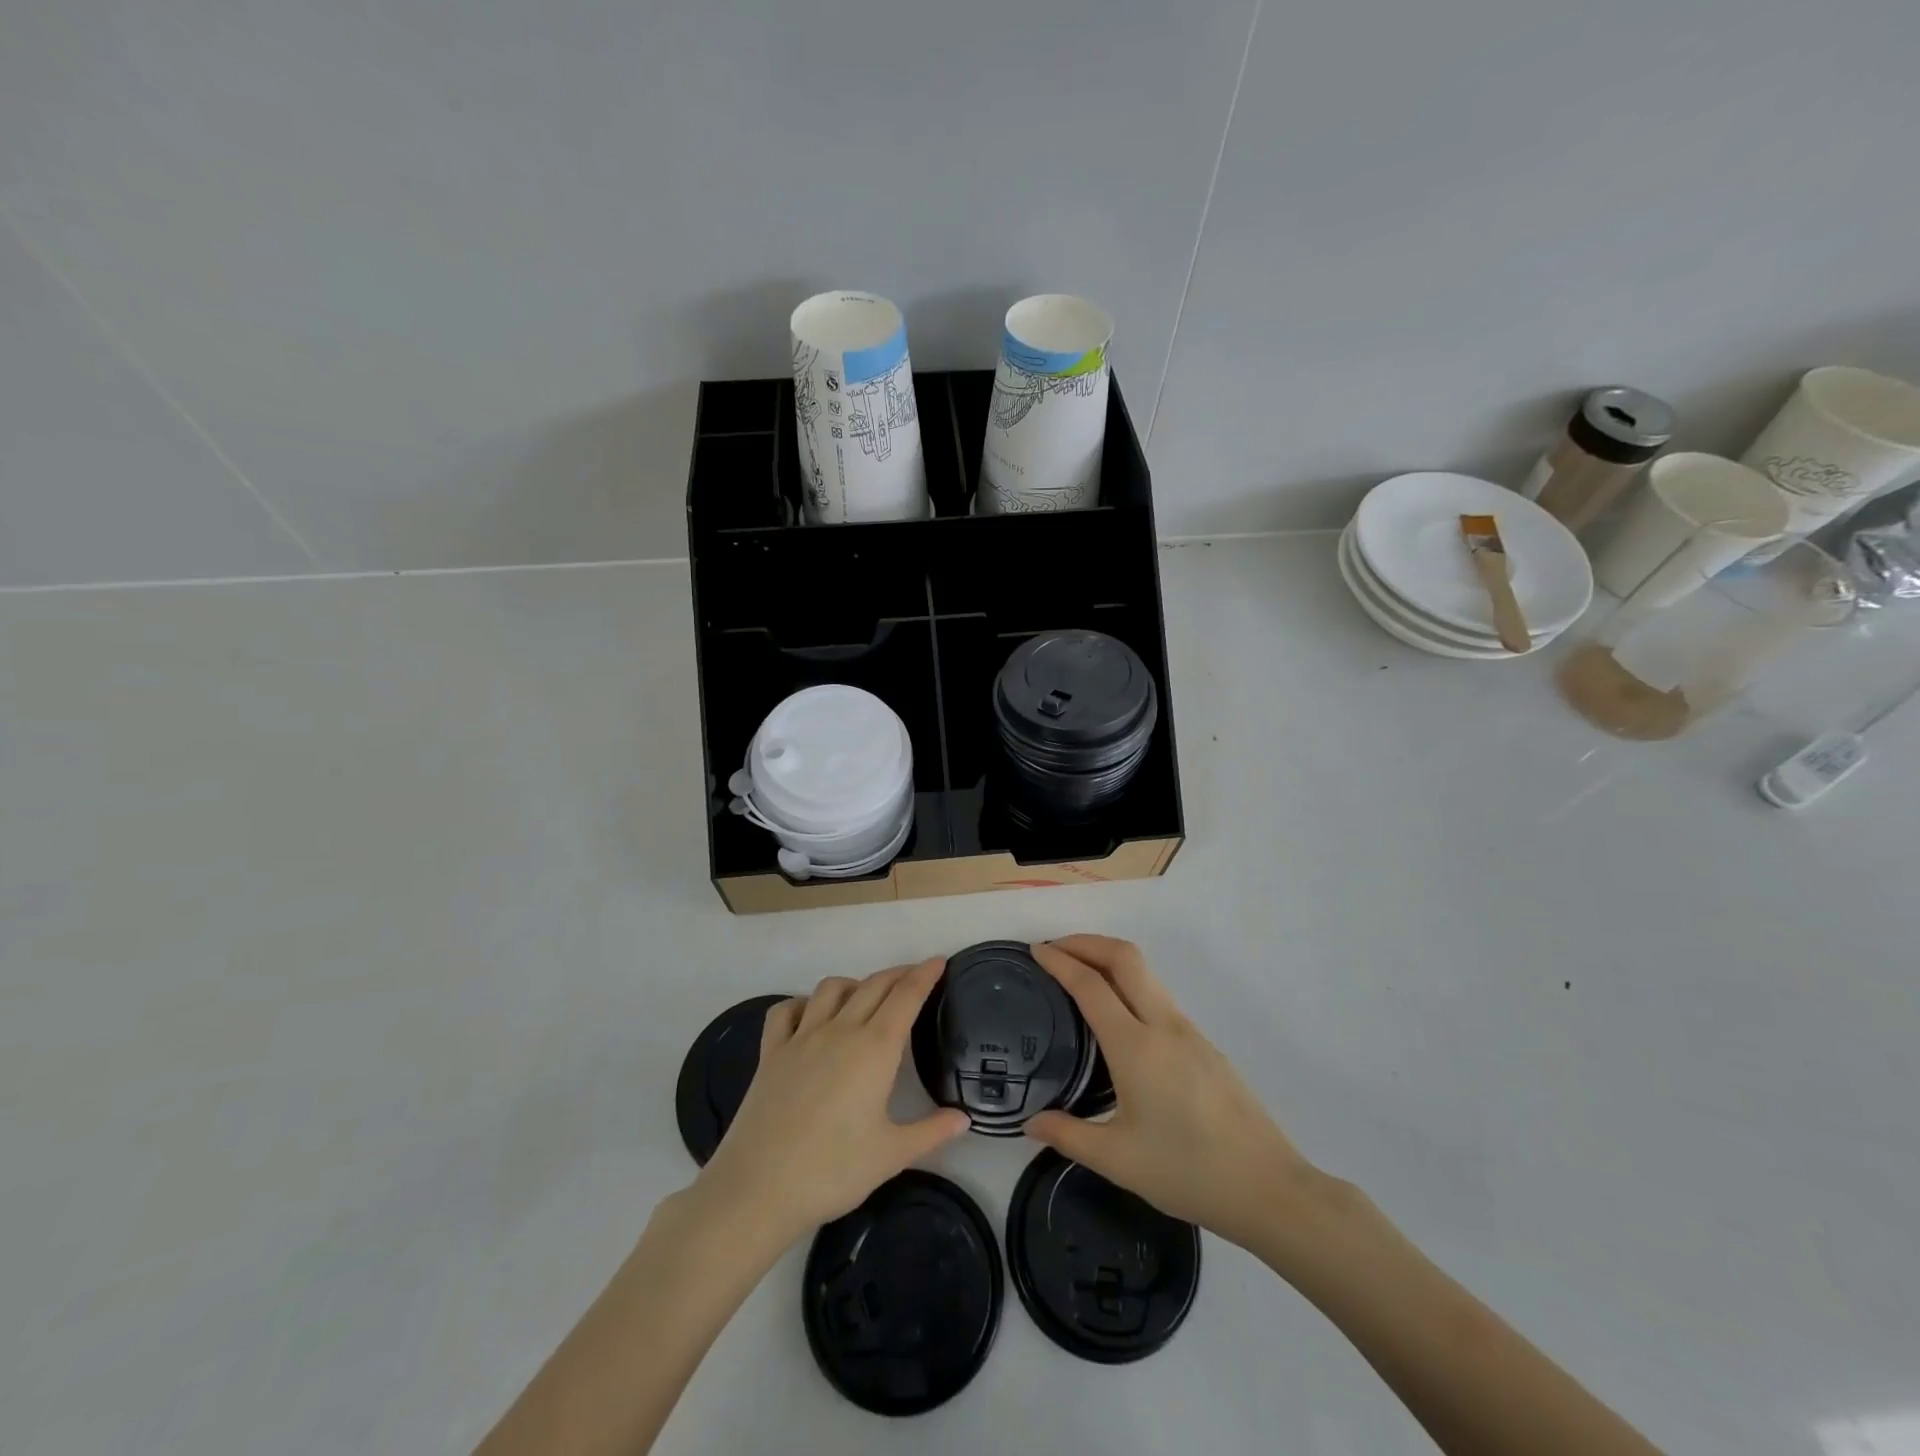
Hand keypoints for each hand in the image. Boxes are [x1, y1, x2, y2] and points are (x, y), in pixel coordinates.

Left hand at [693, 958, 968, 1247]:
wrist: (758, 1188)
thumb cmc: (832, 1171)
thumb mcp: (891, 1156)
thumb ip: (931, 1132)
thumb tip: (964, 1119)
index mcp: (875, 1049)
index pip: (905, 997)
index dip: (924, 975)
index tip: (938, 961)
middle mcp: (840, 1031)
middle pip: (873, 985)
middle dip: (898, 974)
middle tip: (915, 975)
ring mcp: (801, 1038)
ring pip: (831, 988)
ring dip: (854, 983)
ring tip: (866, 996)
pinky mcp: (771, 1052)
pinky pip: (786, 1010)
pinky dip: (803, 1003)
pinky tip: (810, 1015)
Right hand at [1026, 936, 1327, 1253]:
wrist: (1269, 1188)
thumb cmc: (1188, 1172)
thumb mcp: (1118, 1161)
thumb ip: (1068, 1136)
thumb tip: (1031, 1124)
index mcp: (1136, 1047)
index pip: (1091, 985)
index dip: (1060, 961)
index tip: (1036, 951)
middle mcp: (1163, 1025)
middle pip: (1124, 957)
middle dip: (1086, 942)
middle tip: (1055, 949)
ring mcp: (1188, 1031)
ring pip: (1145, 973)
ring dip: (1109, 960)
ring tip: (1079, 976)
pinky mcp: (1204, 1044)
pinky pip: (1158, 996)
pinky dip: (1128, 985)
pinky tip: (1117, 1017)